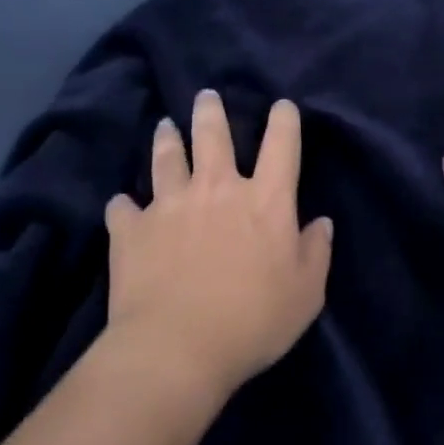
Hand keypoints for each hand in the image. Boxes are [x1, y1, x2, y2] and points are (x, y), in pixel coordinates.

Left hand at [105, 91, 332, 397]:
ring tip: (165, 125)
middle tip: (205, 95)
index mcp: (265, 200)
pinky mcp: (132, 229)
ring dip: (167, 139)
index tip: (282, 106)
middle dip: (210, 111)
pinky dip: (124, 206)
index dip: (284, 120)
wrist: (176, 349)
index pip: (281, 144)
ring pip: (167, 158)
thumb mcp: (305, 294)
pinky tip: (122, 205)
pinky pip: (123, 208)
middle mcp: (217, 189)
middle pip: (213, 135)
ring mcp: (170, 205)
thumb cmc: (253, 321)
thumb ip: (316, 252)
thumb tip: (321, 222)